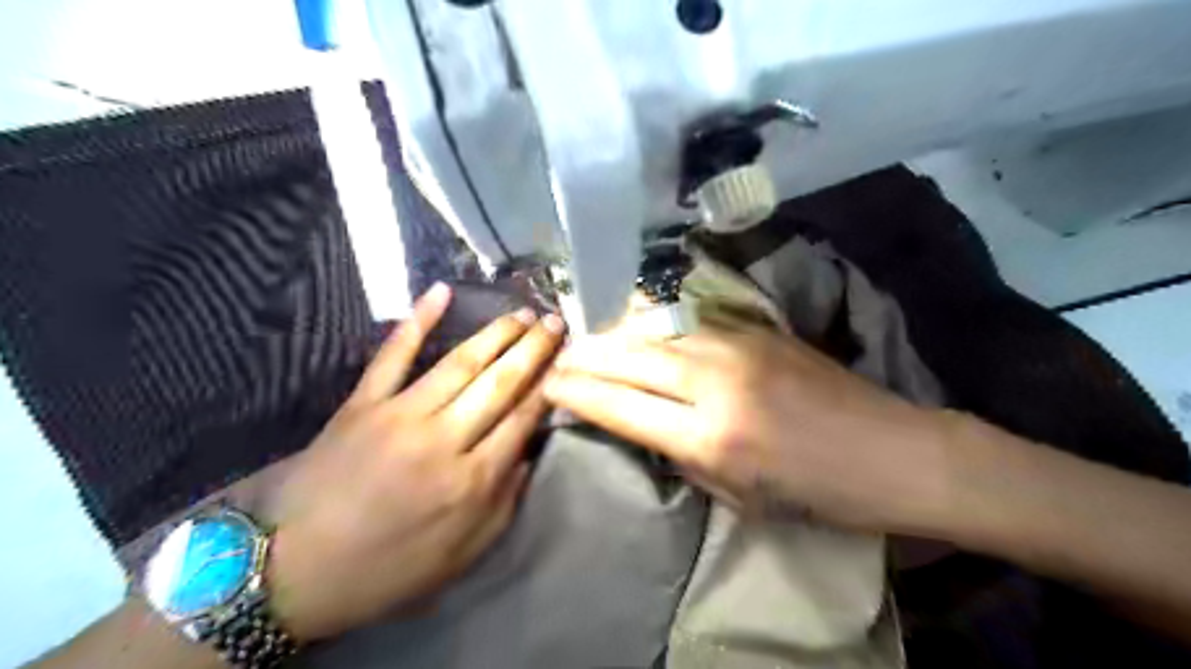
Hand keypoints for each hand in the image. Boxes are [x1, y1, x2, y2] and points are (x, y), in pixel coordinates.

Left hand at [262, 285, 565, 639]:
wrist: (291, 570)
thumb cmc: (386, 568)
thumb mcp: (462, 555)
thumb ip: (505, 503)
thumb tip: (531, 452)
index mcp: (472, 481)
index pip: (523, 418)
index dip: (550, 385)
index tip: (568, 360)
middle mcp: (443, 439)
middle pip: (500, 382)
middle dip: (534, 348)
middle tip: (555, 321)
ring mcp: (400, 414)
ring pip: (460, 363)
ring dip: (496, 333)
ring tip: (522, 312)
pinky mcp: (362, 402)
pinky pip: (393, 354)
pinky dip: (417, 320)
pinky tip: (440, 291)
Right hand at [544, 324, 955, 532]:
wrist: (892, 450)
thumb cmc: (816, 493)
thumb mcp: (737, 496)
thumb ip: (680, 454)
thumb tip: (639, 422)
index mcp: (711, 437)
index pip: (619, 405)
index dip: (576, 392)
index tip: (548, 384)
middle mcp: (715, 382)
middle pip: (627, 356)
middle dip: (583, 356)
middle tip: (557, 358)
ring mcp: (737, 346)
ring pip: (652, 329)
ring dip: (611, 333)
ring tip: (586, 338)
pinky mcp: (755, 328)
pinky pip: (684, 321)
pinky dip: (649, 323)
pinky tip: (633, 324)